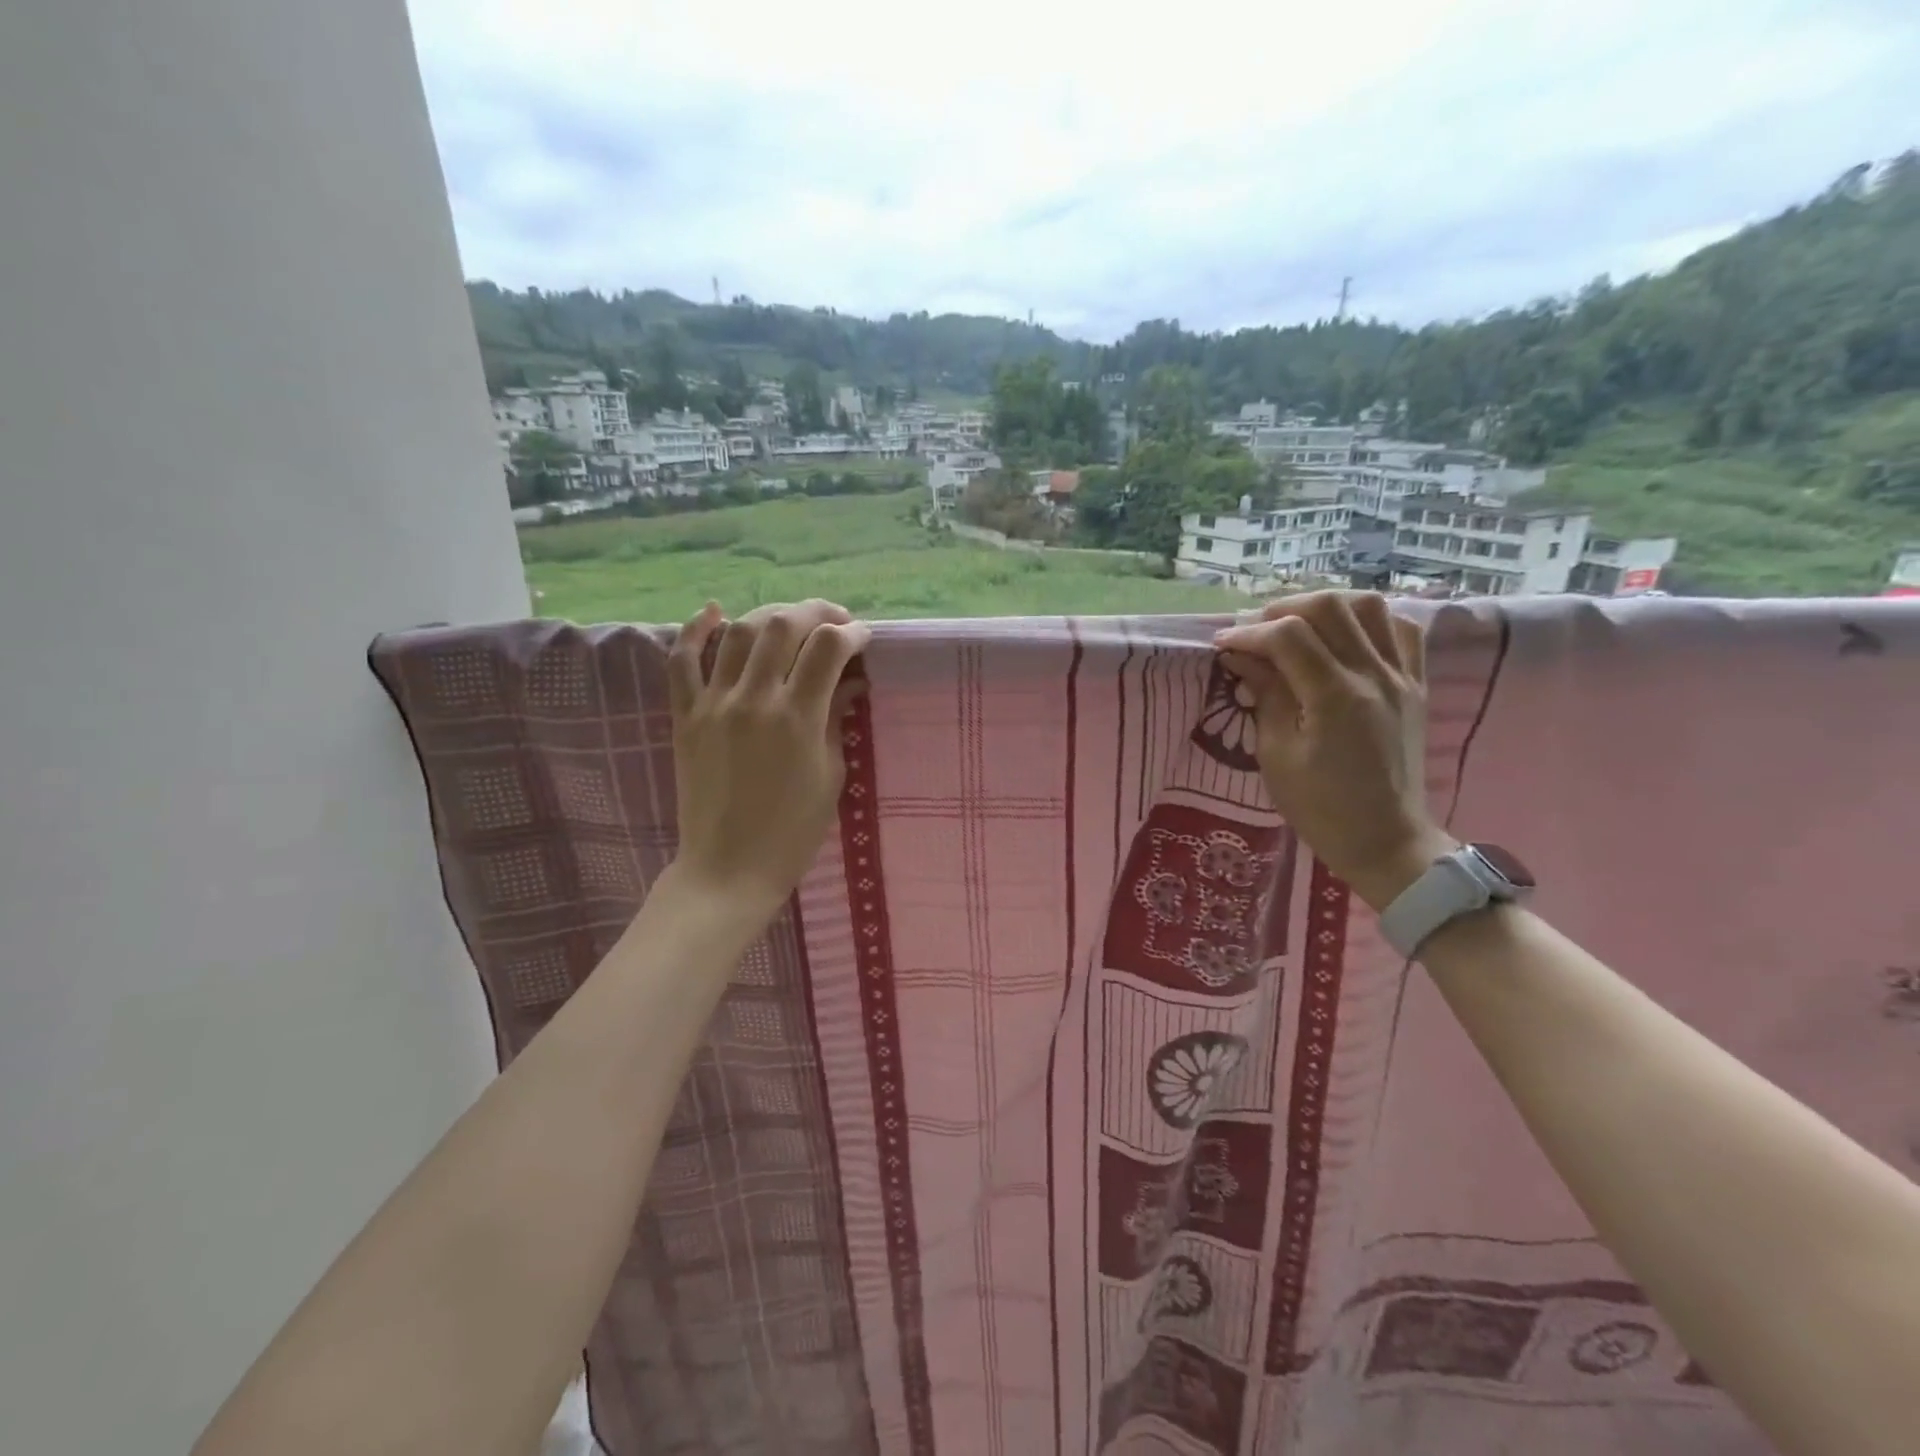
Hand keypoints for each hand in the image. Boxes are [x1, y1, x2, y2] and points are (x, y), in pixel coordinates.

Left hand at [665, 599, 869, 924]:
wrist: (728, 869)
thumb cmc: (792, 832)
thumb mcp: (831, 776)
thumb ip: (837, 719)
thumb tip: (849, 681)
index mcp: (797, 718)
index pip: (828, 648)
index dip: (852, 633)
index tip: (864, 637)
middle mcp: (754, 699)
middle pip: (784, 626)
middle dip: (816, 612)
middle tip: (835, 622)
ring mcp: (713, 703)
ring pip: (738, 632)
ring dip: (770, 615)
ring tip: (790, 622)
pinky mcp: (685, 716)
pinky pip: (682, 661)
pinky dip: (695, 629)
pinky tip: (714, 610)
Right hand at [1213, 591, 1454, 910]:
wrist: (1386, 840)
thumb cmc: (1320, 807)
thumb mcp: (1276, 755)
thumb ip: (1264, 695)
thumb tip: (1242, 658)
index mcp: (1334, 696)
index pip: (1287, 636)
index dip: (1247, 633)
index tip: (1221, 645)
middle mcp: (1373, 675)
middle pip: (1328, 606)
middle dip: (1281, 610)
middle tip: (1255, 632)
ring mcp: (1401, 677)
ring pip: (1369, 607)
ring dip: (1326, 608)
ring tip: (1298, 628)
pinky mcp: (1416, 685)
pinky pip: (1401, 630)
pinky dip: (1369, 622)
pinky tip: (1345, 638)